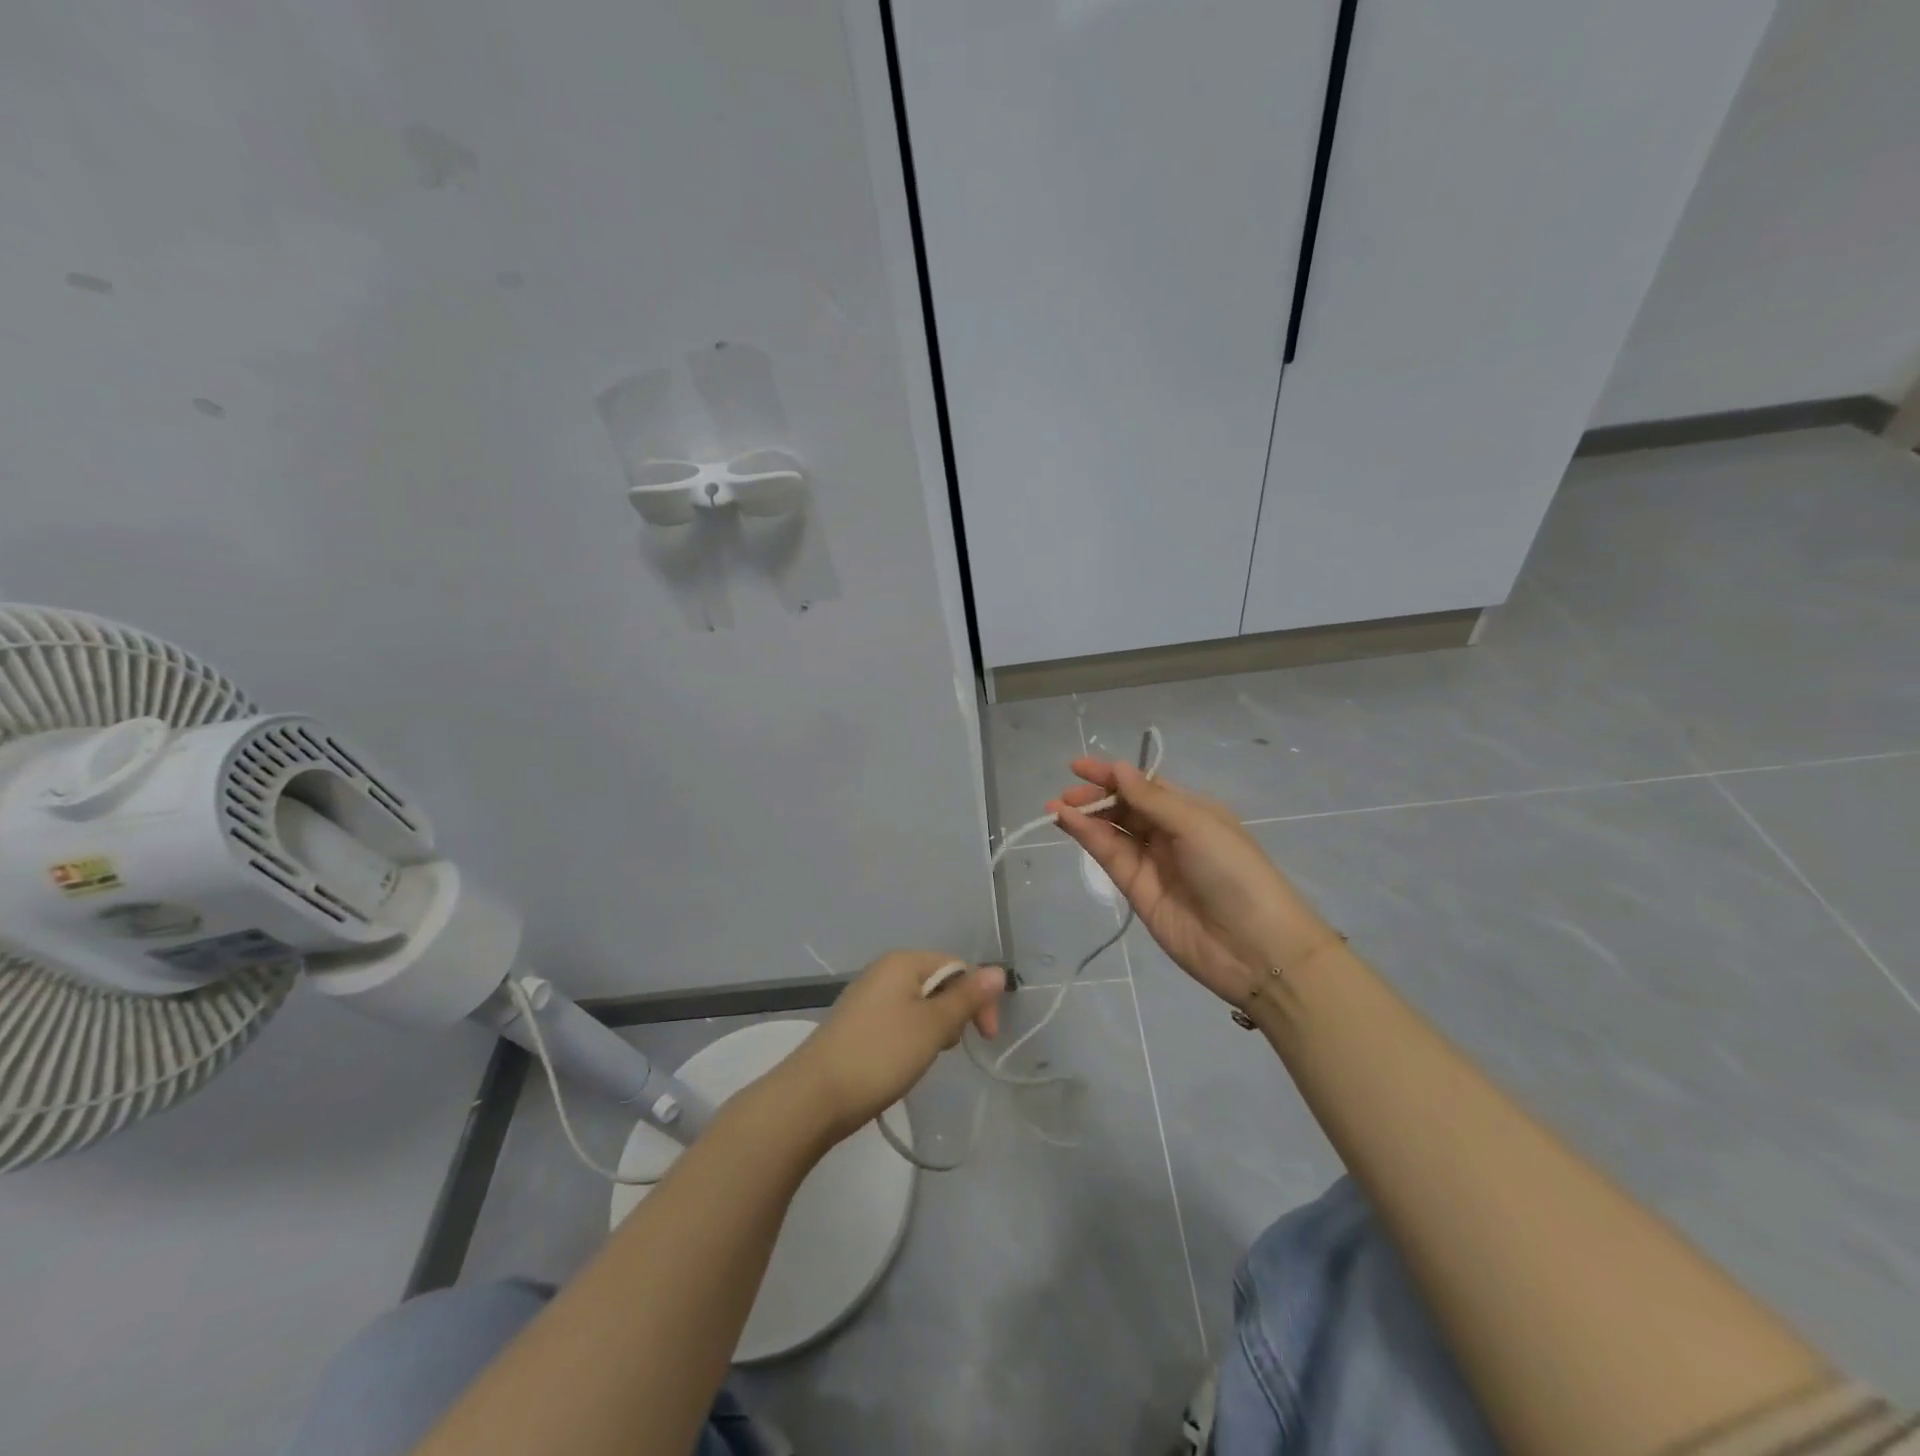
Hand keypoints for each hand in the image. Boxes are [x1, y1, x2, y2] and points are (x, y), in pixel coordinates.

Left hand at [775, 951, 1004, 1143]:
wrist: (813, 1096)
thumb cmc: (880, 1054)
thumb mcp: (932, 1026)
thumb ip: (966, 998)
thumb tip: (998, 970)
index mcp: (902, 961)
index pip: (957, 966)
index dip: (978, 998)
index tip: (985, 1038)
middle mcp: (884, 971)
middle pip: (938, 983)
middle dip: (954, 1014)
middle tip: (947, 1049)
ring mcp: (867, 997)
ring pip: (919, 1005)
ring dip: (933, 1029)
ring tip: (924, 1058)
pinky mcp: (857, 1024)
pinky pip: (898, 1020)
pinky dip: (910, 1038)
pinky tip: (903, 1063)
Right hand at [1051, 760, 1334, 1006]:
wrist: (1254, 948)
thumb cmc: (1234, 872)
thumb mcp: (1196, 826)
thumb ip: (1151, 799)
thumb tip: (1118, 767)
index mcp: (1192, 811)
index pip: (1145, 786)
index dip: (1113, 775)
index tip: (1078, 767)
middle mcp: (1170, 833)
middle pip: (1125, 808)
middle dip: (1095, 797)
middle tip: (1065, 794)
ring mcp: (1153, 863)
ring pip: (1113, 831)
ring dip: (1086, 817)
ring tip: (1056, 807)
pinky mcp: (1137, 891)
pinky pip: (1110, 856)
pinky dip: (1089, 838)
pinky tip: (1069, 823)